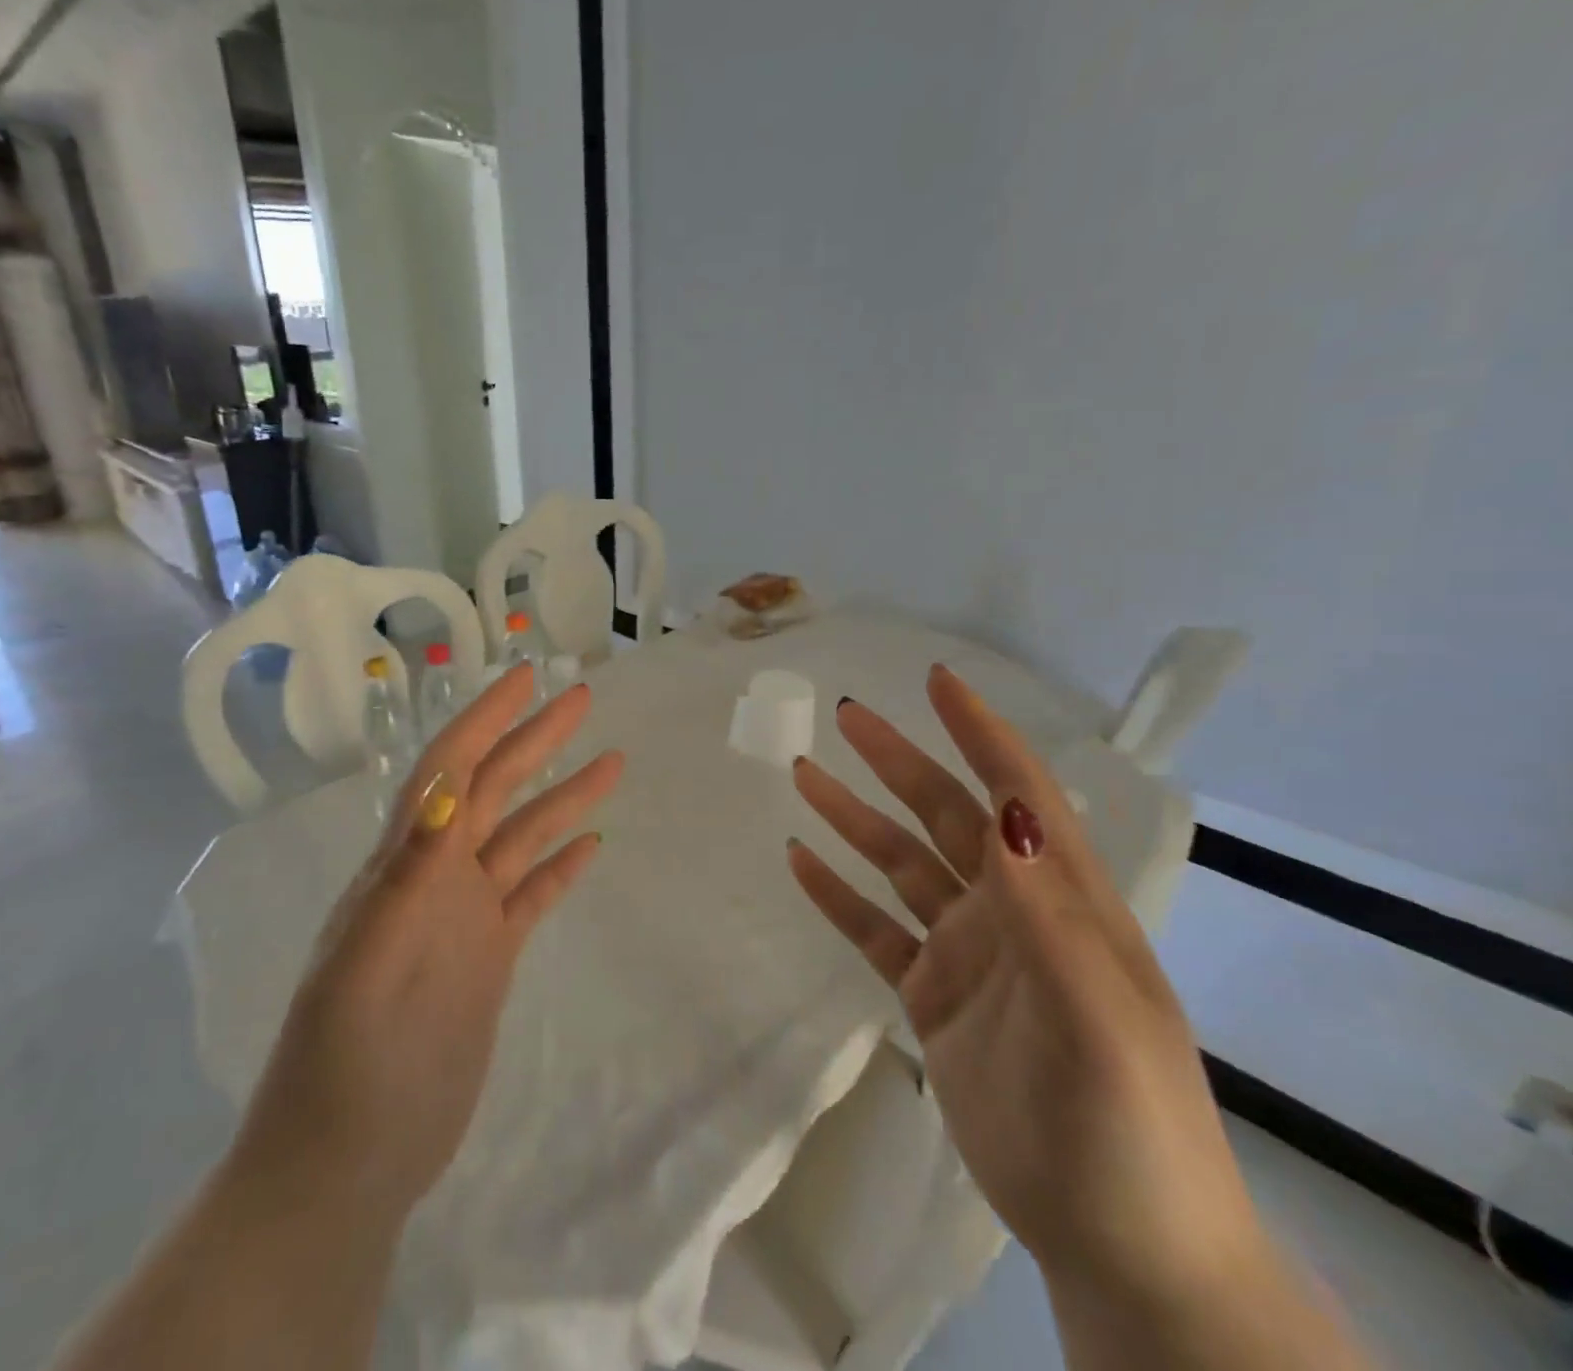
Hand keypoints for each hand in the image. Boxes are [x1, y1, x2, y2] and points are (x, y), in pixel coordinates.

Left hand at [234, 664, 625, 1227]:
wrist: (349, 1160)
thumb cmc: (344, 1065)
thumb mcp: (366, 967)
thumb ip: (405, 877)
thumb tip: (445, 789)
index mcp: (404, 866)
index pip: (448, 770)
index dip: (483, 720)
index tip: (525, 680)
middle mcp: (438, 878)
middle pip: (494, 789)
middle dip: (534, 739)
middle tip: (582, 698)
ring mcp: (466, 918)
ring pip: (523, 837)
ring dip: (563, 797)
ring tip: (611, 761)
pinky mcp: (489, 959)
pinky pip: (533, 896)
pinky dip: (561, 866)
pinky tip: (592, 843)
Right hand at [787, 666, 1260, 1304]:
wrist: (1122, 1247)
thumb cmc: (1129, 1129)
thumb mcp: (1099, 1021)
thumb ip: (1048, 915)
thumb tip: (1008, 812)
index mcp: (1062, 902)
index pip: (1018, 795)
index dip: (980, 734)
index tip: (938, 682)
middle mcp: (1011, 912)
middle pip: (944, 816)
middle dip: (898, 761)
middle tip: (845, 717)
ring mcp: (968, 954)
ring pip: (900, 865)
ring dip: (854, 819)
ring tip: (805, 775)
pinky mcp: (933, 997)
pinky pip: (875, 930)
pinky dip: (837, 894)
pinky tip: (801, 862)